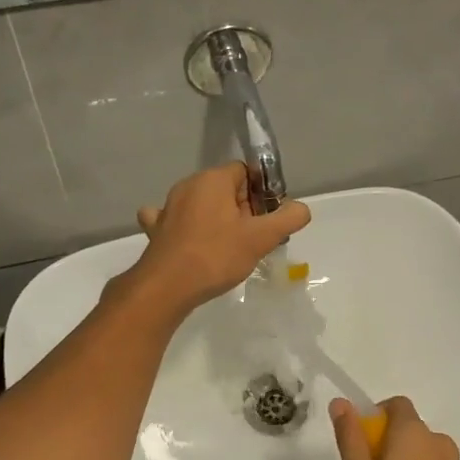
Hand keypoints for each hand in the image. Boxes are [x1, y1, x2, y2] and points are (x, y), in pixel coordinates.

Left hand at [126, 164, 309, 313]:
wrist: (167, 287)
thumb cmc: (216, 256)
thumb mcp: (261, 238)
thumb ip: (288, 219)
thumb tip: (301, 208)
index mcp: (213, 179)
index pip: (246, 172)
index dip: (261, 194)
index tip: (267, 220)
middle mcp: (189, 185)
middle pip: (226, 189)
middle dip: (242, 210)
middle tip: (253, 240)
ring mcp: (169, 207)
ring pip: (203, 205)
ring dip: (218, 221)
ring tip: (229, 249)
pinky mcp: (157, 229)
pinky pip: (177, 220)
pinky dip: (189, 228)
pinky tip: (193, 242)